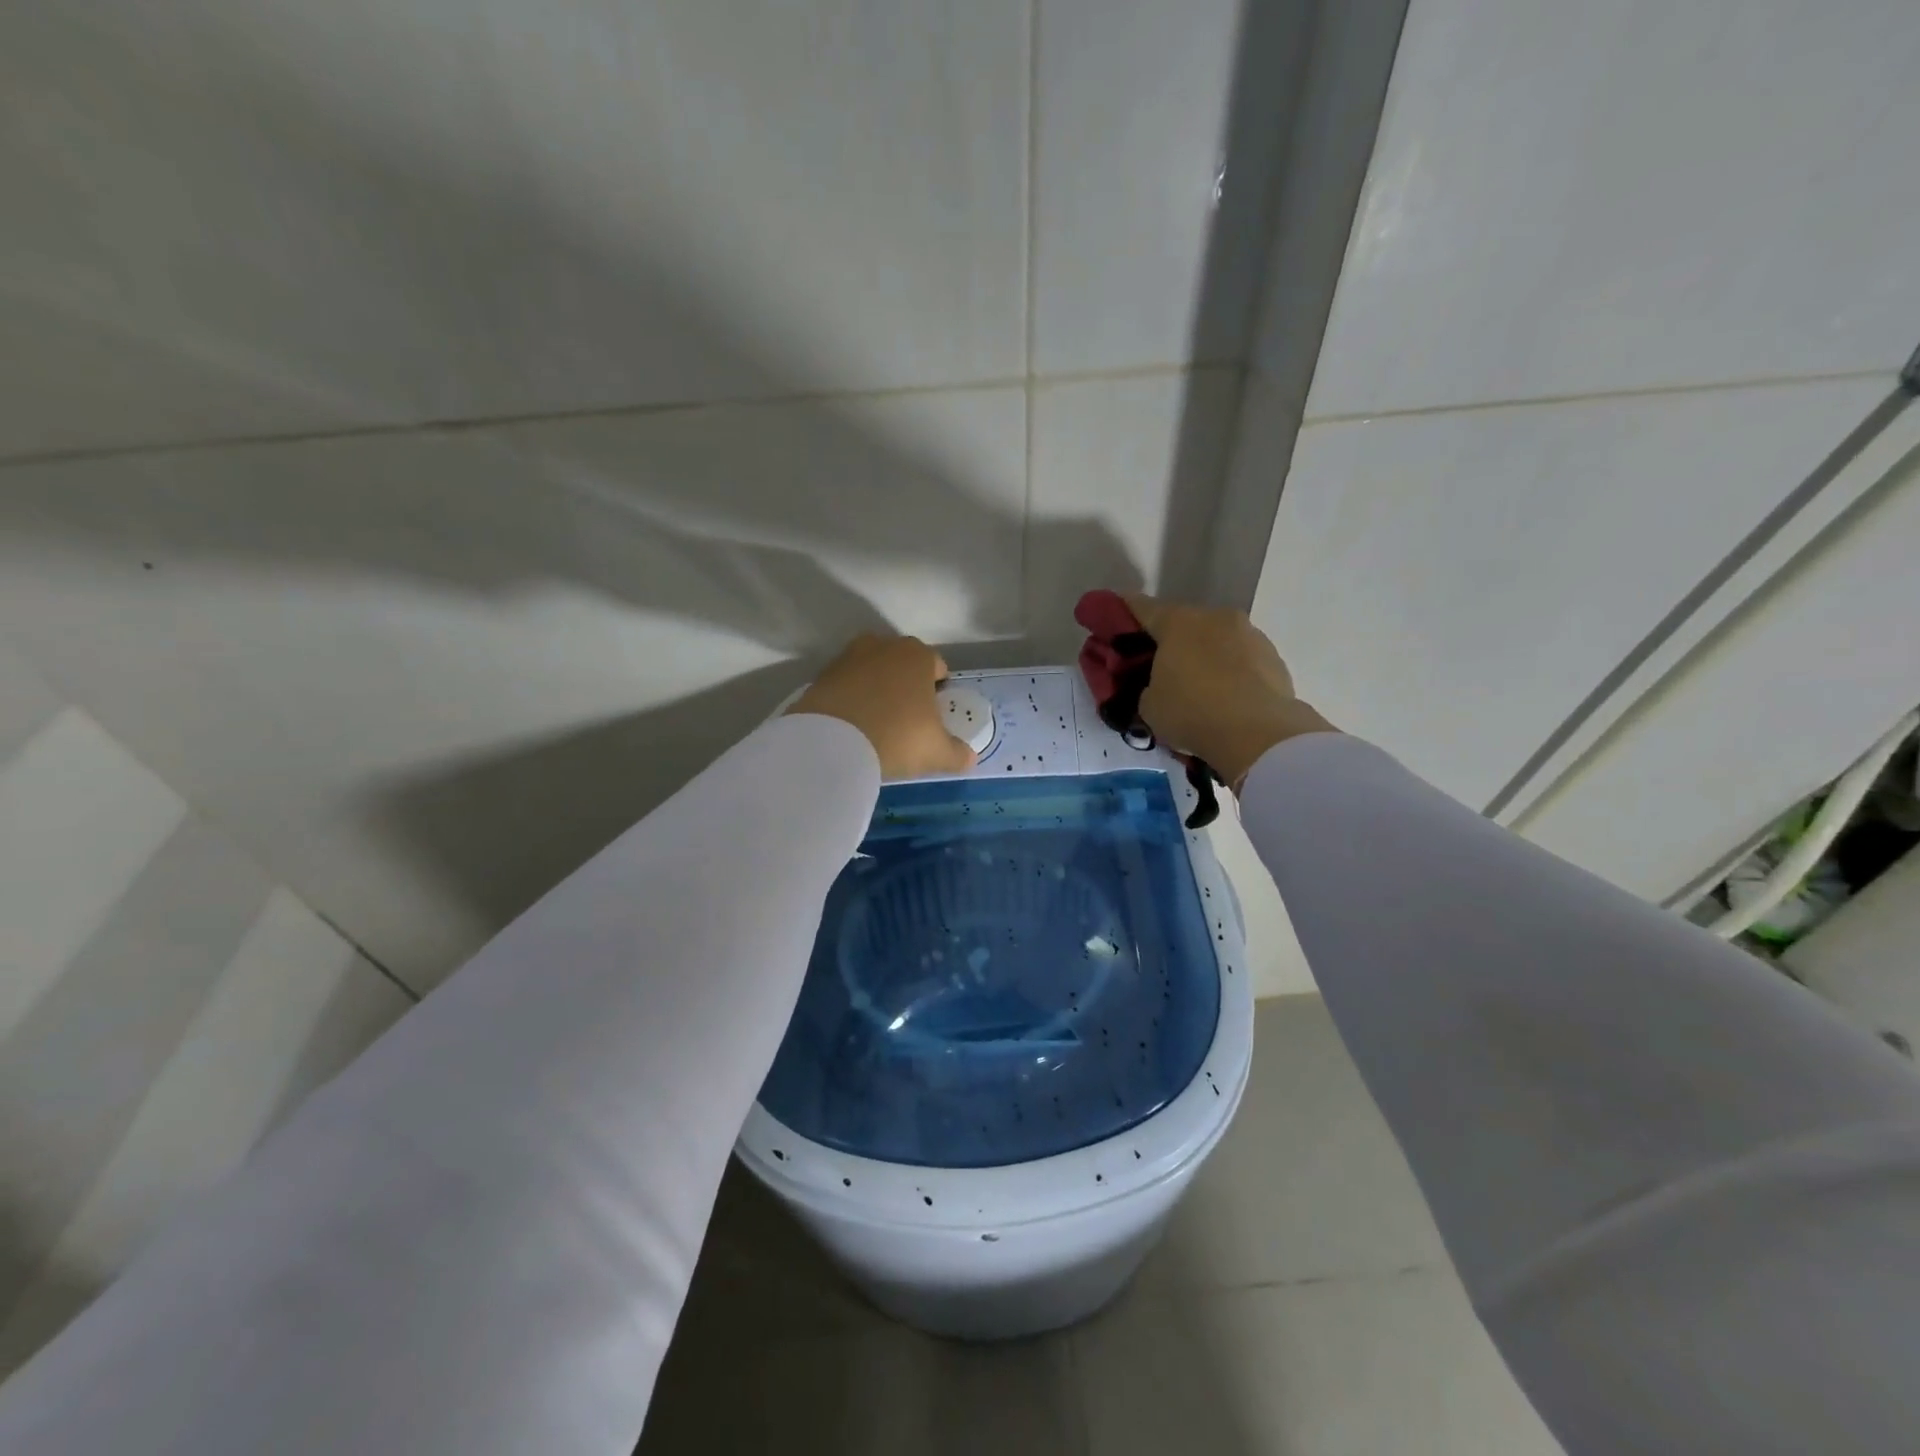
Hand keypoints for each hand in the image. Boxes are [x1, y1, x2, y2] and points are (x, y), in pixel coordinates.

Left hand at [788, 634, 976, 780]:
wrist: (831, 742)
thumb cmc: (897, 737)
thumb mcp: (937, 752)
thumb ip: (958, 753)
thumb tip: (969, 757)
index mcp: (919, 656)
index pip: (937, 667)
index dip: (938, 692)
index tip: (932, 718)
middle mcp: (885, 646)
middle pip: (903, 665)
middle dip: (906, 686)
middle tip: (905, 720)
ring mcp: (850, 656)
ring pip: (872, 671)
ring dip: (876, 689)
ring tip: (875, 723)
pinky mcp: (822, 674)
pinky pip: (846, 685)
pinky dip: (850, 698)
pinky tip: (851, 725)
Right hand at [1123, 594, 1335, 787]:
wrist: (1260, 736)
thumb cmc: (1192, 713)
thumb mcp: (1148, 705)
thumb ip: (1145, 687)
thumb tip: (1156, 686)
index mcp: (1178, 622)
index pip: (1141, 607)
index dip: (1121, 612)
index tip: (1109, 617)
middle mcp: (1215, 618)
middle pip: (1182, 622)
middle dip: (1167, 640)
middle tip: (1154, 665)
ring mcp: (1250, 634)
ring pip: (1215, 639)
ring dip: (1202, 655)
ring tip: (1195, 687)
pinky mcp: (1274, 657)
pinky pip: (1240, 659)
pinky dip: (1228, 672)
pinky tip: (1223, 697)